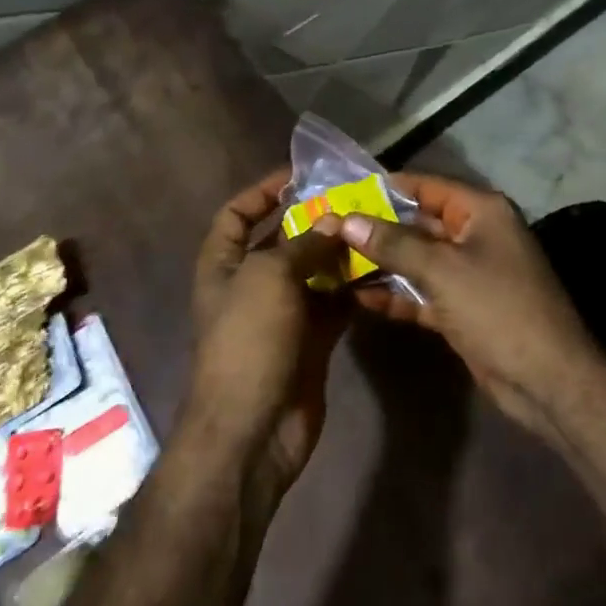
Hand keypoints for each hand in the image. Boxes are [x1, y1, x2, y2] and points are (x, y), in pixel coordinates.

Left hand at [184, 170, 348, 493]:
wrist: (254, 428)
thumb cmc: (248, 340)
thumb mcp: (269, 278)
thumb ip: (303, 244)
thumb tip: (333, 222)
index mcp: (224, 264)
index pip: (236, 214)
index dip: (262, 192)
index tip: (300, 176)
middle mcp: (250, 284)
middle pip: (282, 240)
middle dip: (314, 221)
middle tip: (355, 200)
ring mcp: (281, 314)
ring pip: (313, 272)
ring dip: (339, 254)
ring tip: (375, 230)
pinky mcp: (310, 340)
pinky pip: (333, 304)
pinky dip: (353, 289)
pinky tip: (381, 271)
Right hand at [315, 173, 605, 440]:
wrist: (546, 380)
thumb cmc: (497, 308)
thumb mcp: (441, 270)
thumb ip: (393, 243)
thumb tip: (346, 219)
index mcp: (481, 211)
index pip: (425, 186)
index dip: (384, 188)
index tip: (343, 193)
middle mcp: (476, 235)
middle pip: (418, 223)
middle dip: (377, 229)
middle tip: (329, 230)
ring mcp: (470, 273)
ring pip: (418, 260)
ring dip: (382, 264)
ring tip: (334, 263)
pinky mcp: (463, 307)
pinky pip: (423, 292)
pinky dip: (396, 295)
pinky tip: (359, 298)